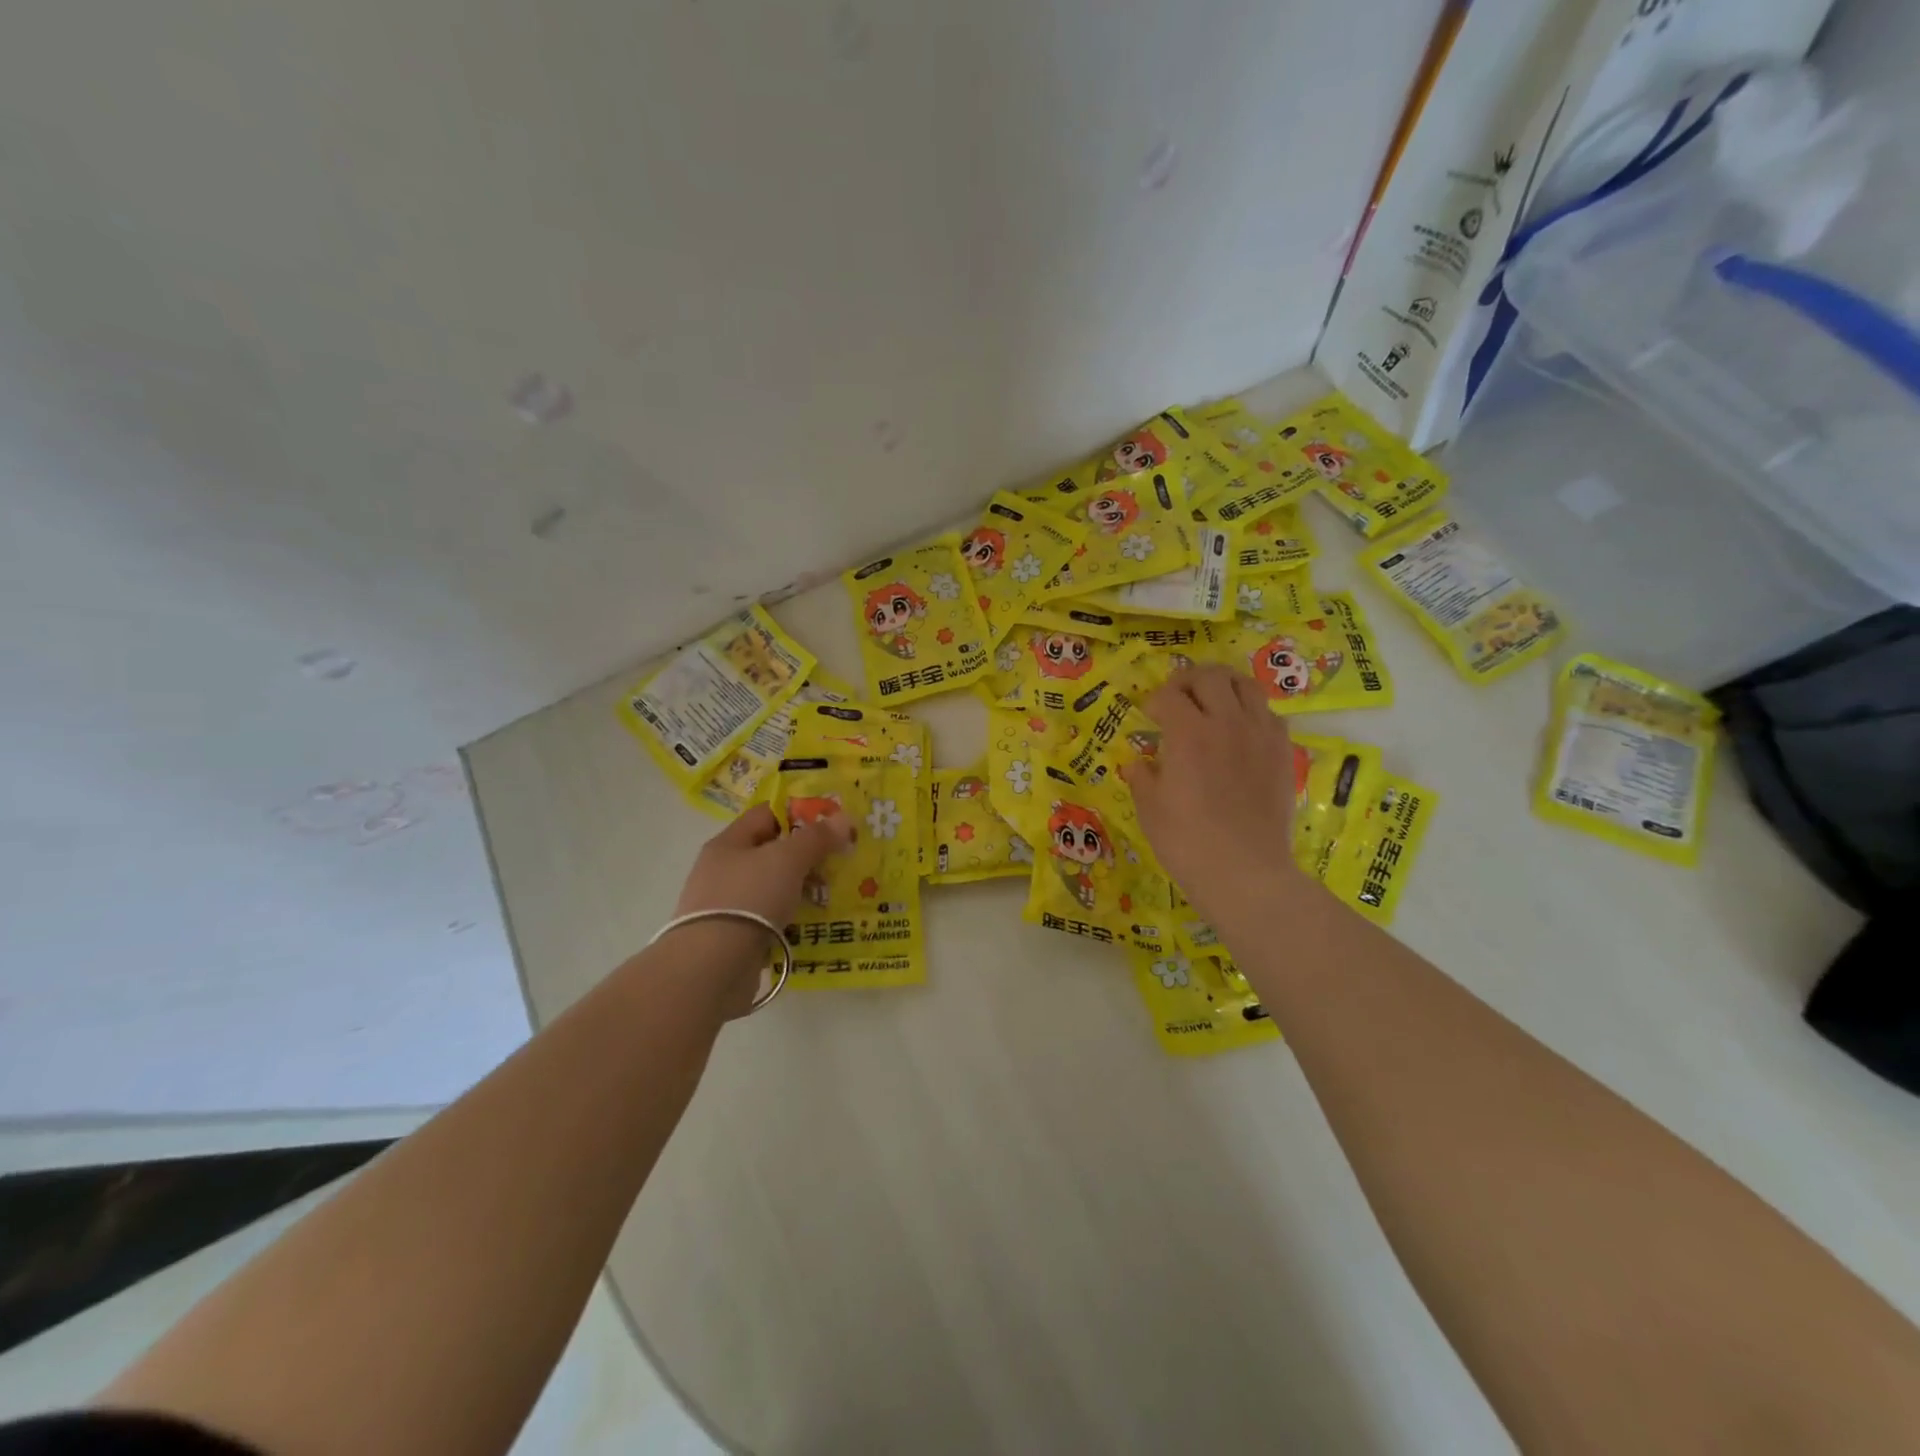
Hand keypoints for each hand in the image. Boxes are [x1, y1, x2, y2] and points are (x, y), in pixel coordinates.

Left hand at [676, 803, 852, 925]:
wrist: (712, 966)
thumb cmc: (749, 897)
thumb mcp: (787, 859)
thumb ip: (816, 838)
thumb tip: (844, 818)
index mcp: (728, 843)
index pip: (766, 815)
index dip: (799, 814)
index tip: (831, 822)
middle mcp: (722, 870)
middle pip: (770, 852)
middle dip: (805, 855)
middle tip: (840, 860)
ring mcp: (725, 905)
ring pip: (771, 887)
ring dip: (800, 889)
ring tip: (833, 894)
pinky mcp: (731, 937)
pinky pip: (768, 918)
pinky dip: (790, 918)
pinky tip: (812, 923)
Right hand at [1123, 664, 1304, 929]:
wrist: (1245, 872)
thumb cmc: (1187, 841)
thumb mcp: (1149, 808)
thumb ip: (1142, 776)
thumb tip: (1139, 762)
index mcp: (1188, 733)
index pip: (1169, 695)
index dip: (1154, 701)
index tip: (1149, 716)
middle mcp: (1227, 722)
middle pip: (1210, 677)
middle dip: (1188, 681)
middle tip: (1177, 698)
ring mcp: (1260, 735)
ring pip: (1246, 686)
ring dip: (1224, 687)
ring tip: (1212, 703)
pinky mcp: (1282, 753)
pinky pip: (1269, 714)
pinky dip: (1251, 712)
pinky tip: (1241, 732)